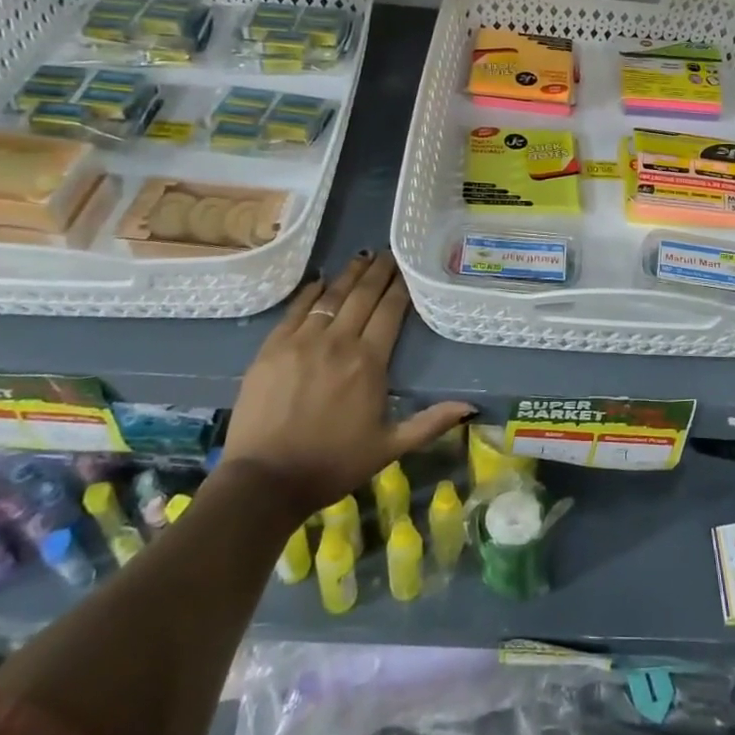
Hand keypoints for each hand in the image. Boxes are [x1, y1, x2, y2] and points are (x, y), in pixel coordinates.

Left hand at [223, 251, 473, 512]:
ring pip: (331, 297)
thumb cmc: (332, 465)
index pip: (390, 311)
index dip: (400, 287)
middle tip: (388, 253)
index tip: (407, 268)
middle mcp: (338, 342)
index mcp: (368, 362)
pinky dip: (310, 292)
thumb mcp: (389, 448)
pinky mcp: (272, 348)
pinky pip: (296, 310)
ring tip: (362, 257)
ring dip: (349, 275)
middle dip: (378, 272)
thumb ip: (430, 423)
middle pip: (362, 296)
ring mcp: (301, 341)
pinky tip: (320, 281)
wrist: (264, 481)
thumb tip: (470, 407)